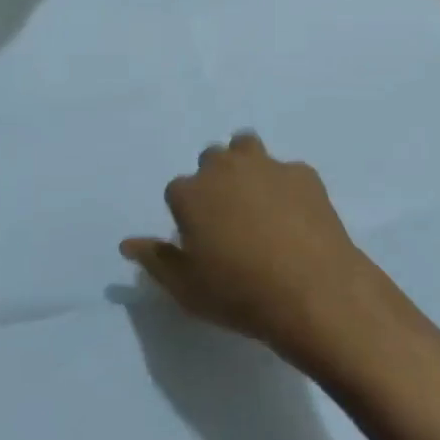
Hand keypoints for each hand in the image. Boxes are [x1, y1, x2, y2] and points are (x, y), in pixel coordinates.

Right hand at [120, 133, 377, 360]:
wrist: (312, 290)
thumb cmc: (240, 293)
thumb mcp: (187, 288)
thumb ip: (155, 260)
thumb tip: (128, 243)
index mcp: (191, 193)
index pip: (177, 190)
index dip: (187, 213)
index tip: (200, 237)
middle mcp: (225, 168)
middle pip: (211, 159)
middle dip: (215, 180)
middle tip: (229, 218)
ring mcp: (267, 165)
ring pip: (247, 147)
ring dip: (246, 165)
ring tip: (258, 200)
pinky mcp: (303, 172)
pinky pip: (286, 171)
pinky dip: (285, 186)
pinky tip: (296, 216)